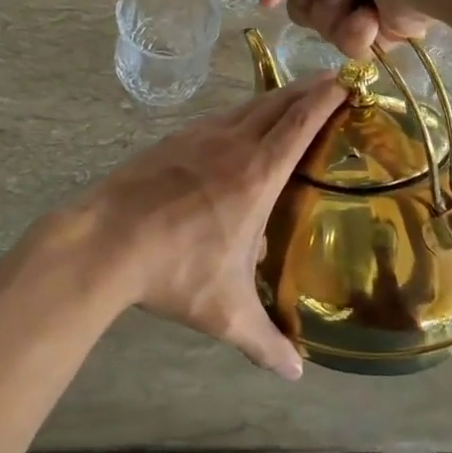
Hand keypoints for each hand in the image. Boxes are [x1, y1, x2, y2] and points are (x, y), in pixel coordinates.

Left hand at [76, 77, 347, 378]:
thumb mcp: (225, 311)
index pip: (300, 123)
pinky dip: (242, 111)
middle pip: (278, 103)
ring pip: (247, 106)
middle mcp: (232, 144)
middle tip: (331, 80)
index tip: (347, 78)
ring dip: (275, 97)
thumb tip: (294, 373)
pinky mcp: (173, 140)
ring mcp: (199, 136)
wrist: (104, 241)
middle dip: (308, 88)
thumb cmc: (175, 270)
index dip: (326, 97)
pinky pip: (219, 117)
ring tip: (292, 99)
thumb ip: (264, 341)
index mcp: (256, 174)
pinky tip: (238, 125)